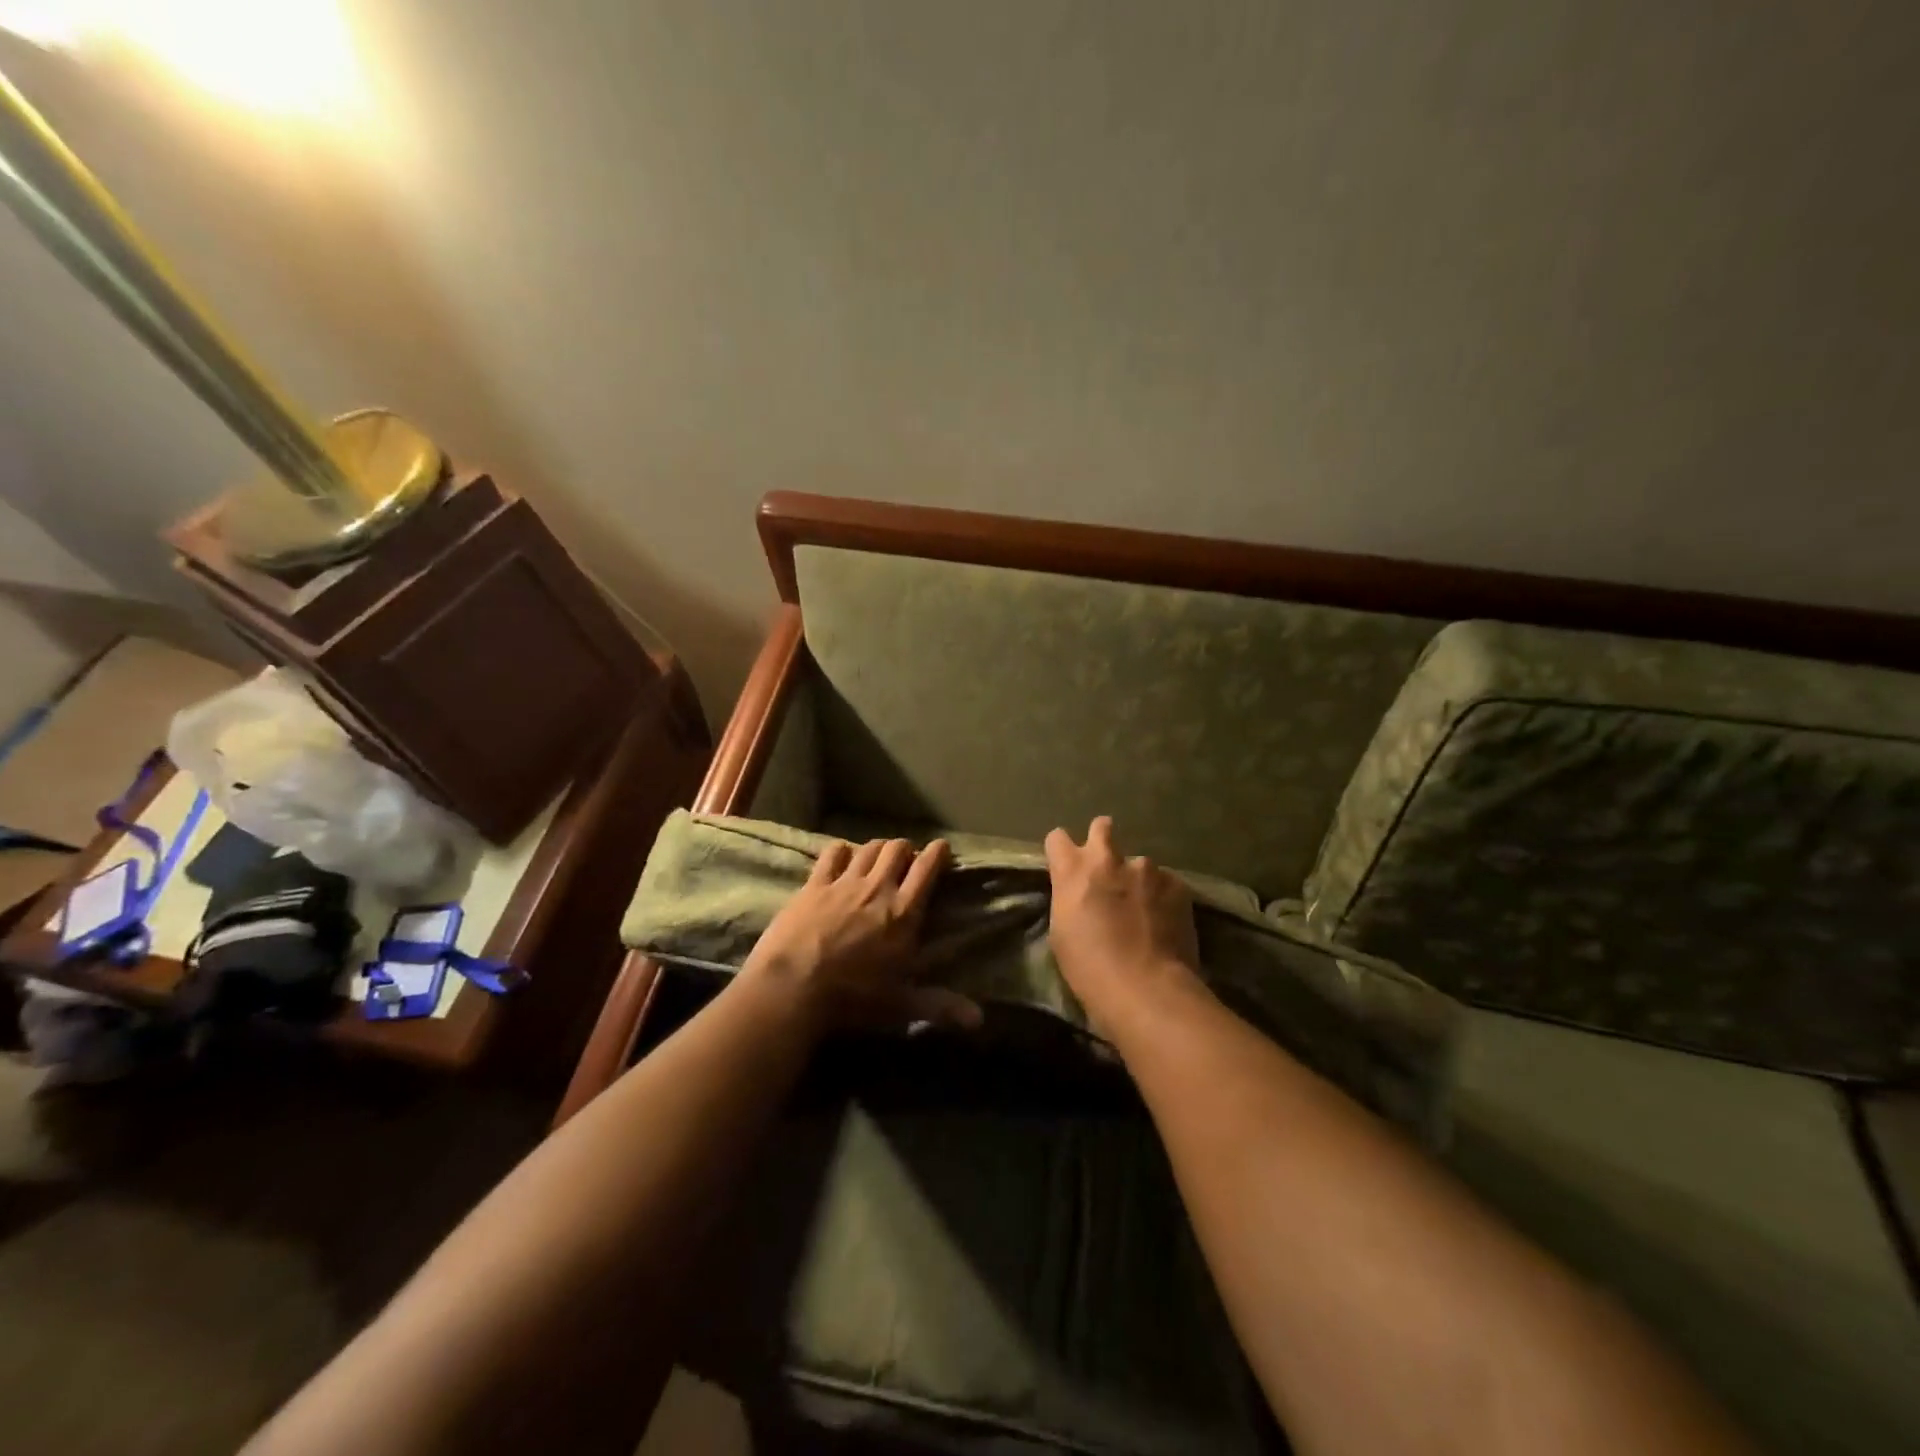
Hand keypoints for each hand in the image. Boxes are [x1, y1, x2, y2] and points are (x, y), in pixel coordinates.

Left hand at [741, 837, 981, 1033]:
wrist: (793, 988)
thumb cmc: (853, 998)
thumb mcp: (901, 1005)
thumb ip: (941, 1006)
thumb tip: (980, 1019)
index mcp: (905, 912)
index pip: (928, 868)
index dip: (938, 853)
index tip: (942, 848)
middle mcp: (878, 888)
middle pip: (898, 849)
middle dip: (906, 849)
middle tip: (907, 860)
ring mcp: (844, 883)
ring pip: (868, 847)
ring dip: (878, 848)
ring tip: (878, 858)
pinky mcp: (814, 885)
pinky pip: (832, 854)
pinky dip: (841, 851)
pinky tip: (842, 857)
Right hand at [1044, 817, 1203, 1026]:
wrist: (1146, 988)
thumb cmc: (1090, 968)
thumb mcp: (1062, 931)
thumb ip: (1070, 899)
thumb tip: (1082, 894)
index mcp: (1073, 870)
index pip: (1057, 838)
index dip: (1062, 851)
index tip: (1067, 865)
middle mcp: (1108, 859)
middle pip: (1101, 827)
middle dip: (1102, 839)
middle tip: (1107, 869)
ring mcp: (1146, 869)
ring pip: (1139, 863)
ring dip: (1138, 879)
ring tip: (1145, 911)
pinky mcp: (1177, 884)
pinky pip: (1166, 883)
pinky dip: (1163, 897)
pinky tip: (1165, 922)